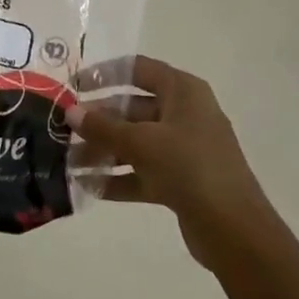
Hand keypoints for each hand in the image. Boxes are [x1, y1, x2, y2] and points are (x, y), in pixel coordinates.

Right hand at [69, 54, 273, 270]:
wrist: (234, 229)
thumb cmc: (190, 167)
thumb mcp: (142, 142)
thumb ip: (103, 127)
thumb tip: (70, 112)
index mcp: (183, 91)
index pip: (138, 69)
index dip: (105, 73)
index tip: (74, 85)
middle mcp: (184, 114)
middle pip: (132, 108)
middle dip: (98, 120)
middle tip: (64, 130)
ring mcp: (183, 149)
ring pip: (135, 142)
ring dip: (103, 151)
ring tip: (69, 163)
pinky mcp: (181, 180)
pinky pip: (142, 171)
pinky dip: (118, 177)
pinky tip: (88, 187)